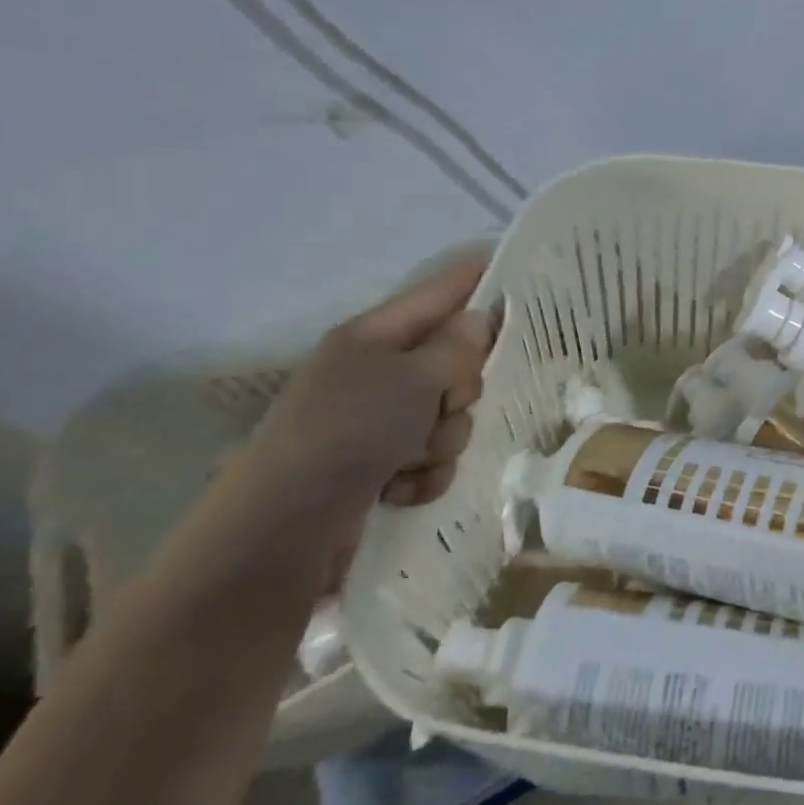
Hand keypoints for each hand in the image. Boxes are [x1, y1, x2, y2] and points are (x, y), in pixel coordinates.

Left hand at [236, 254, 497, 550]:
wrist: (281, 533)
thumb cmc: (348, 433)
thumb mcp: (413, 378)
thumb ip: (457, 347)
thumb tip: (478, 320)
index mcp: (375, 336)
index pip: (441, 291)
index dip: (479, 278)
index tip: (522, 272)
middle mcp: (377, 373)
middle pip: (455, 360)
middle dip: (461, 390)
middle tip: (446, 404)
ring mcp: (378, 422)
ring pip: (451, 415)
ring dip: (441, 441)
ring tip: (409, 460)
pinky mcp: (382, 467)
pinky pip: (434, 459)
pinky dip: (424, 476)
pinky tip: (398, 491)